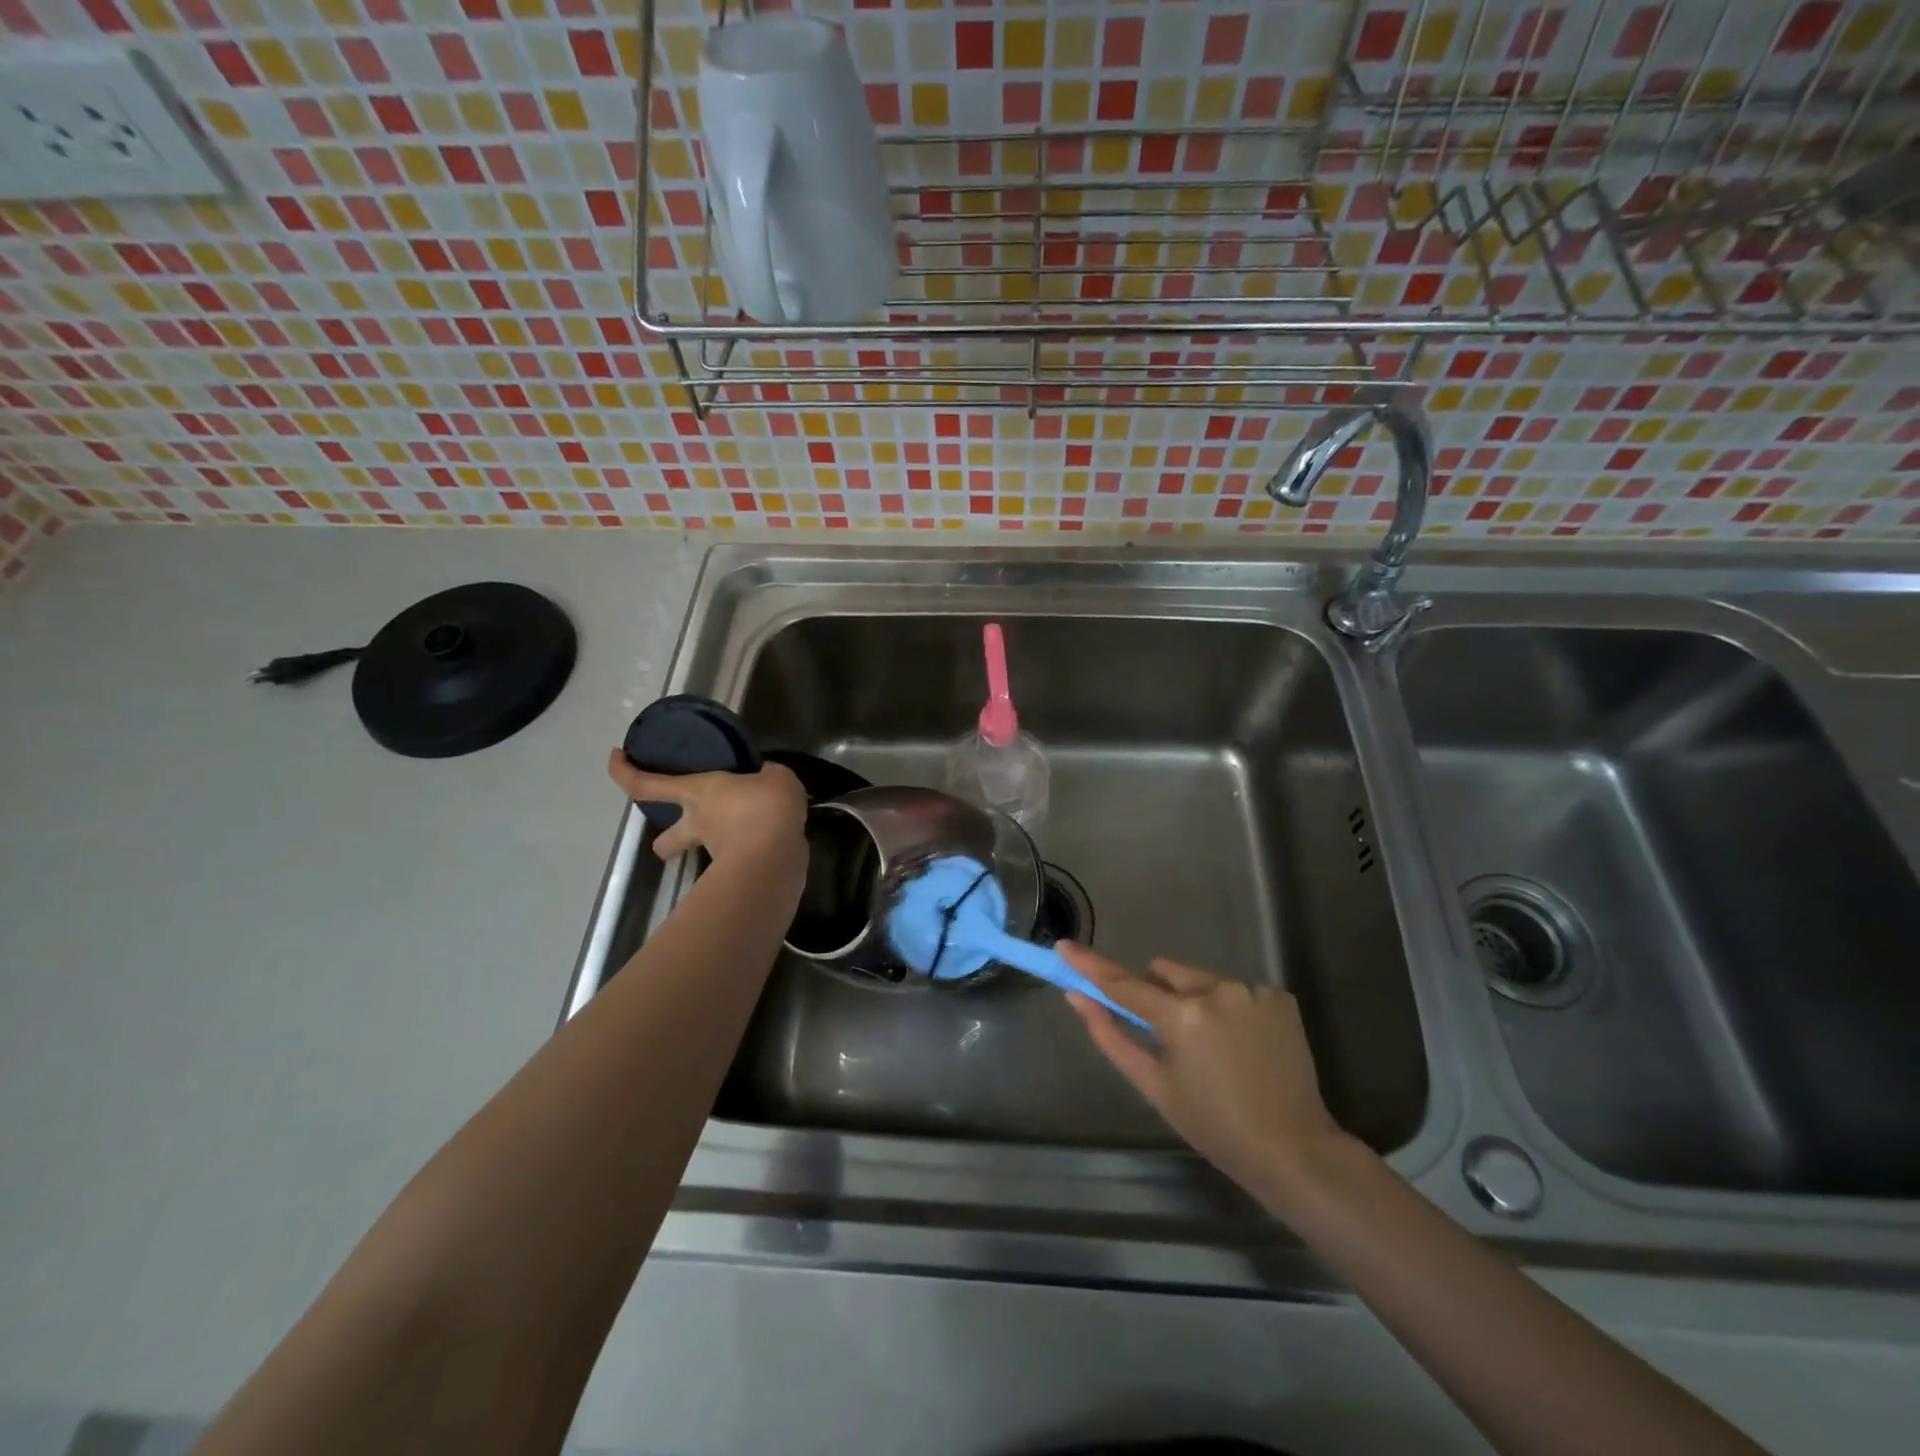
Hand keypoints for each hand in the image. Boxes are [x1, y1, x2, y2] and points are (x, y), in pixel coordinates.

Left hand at [606, 751, 806, 867]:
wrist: (778, 858)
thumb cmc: (764, 808)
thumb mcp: (776, 777)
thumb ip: (768, 775)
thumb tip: (767, 777)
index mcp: (697, 794)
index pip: (645, 785)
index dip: (624, 772)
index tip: (615, 757)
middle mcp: (699, 824)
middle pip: (664, 840)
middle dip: (664, 842)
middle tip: (679, 829)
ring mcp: (718, 851)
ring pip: (703, 851)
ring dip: (715, 842)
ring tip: (742, 829)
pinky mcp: (743, 869)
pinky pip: (740, 853)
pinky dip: (752, 846)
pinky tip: (774, 836)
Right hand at [1057, 942, 1353, 1210]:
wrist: (1294, 1150)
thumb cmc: (1213, 1126)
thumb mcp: (1154, 1085)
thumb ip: (1111, 1036)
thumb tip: (1078, 997)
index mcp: (1181, 1015)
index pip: (1123, 982)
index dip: (1090, 964)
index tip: (1063, 946)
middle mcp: (1216, 990)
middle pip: (1166, 973)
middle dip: (1159, 995)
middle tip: (1170, 1039)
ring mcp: (1251, 990)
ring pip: (1203, 981)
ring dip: (1197, 1002)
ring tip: (1216, 1050)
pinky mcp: (1279, 996)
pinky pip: (1237, 991)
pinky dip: (1232, 1010)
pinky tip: (1245, 1046)